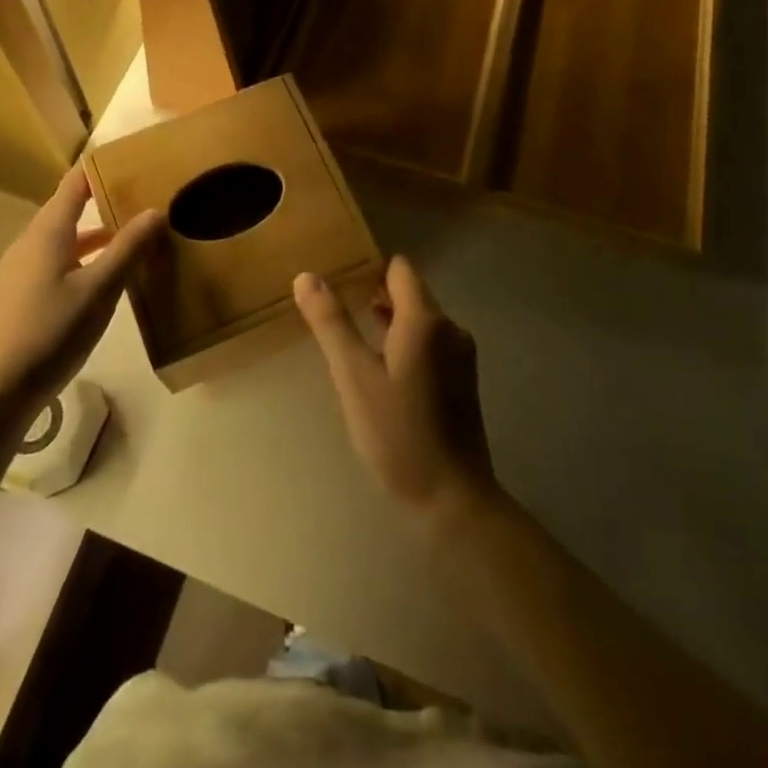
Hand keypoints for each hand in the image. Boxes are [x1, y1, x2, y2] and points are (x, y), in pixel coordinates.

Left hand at [0, 166, 164, 417]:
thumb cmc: (51, 331)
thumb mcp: (100, 290)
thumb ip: (128, 249)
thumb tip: (156, 210)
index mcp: (47, 232)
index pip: (74, 184)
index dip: (100, 168)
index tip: (132, 159)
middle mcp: (31, 243)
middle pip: (68, 209)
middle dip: (103, 200)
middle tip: (143, 197)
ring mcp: (22, 270)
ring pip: (64, 239)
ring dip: (96, 234)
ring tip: (132, 236)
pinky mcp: (22, 296)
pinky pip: (58, 261)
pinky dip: (84, 258)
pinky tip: (104, 278)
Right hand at [294, 256, 499, 531]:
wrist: (453, 501)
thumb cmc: (399, 434)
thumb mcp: (354, 377)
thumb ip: (331, 323)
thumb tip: (306, 276)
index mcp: (425, 319)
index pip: (399, 269)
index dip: (369, 267)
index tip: (339, 277)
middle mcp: (449, 328)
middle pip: (409, 292)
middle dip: (374, 294)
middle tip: (335, 308)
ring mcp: (460, 356)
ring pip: (419, 320)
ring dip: (387, 321)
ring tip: (351, 335)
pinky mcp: (462, 381)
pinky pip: (429, 344)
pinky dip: (403, 344)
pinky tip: (379, 369)